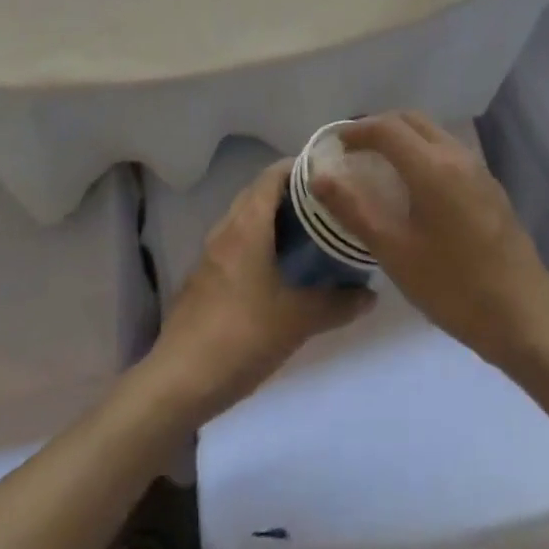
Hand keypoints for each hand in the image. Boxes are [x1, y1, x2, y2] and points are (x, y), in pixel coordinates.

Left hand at [149, 160, 373, 423]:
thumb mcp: (298, 321)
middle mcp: (226, 230)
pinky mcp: (204, 278)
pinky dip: (259, 241)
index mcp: (247, 226)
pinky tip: (279, 268)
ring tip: (310, 232)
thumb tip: (370, 294)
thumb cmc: (241, 336)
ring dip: (274, 218)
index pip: (272, 175)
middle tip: (327, 203)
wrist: (178, 381)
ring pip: (246, 219)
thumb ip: (337, 304)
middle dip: (291, 192)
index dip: (300, 167)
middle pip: (259, 193)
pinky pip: (236, 243)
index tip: (331, 172)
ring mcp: (211, 255)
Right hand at [312, 111, 548, 371]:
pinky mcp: (490, 188)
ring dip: (403, 138)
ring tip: (379, 167)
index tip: (335, 146)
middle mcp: (457, 156)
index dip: (356, 131)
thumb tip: (320, 175)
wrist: (525, 317)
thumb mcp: (395, 252)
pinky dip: (423, 153)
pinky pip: (449, 153)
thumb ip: (354, 209)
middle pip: (412, 121)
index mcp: (432, 166)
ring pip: (433, 134)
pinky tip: (415, 189)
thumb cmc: (453, 286)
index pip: (386, 127)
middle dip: (379, 127)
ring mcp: (479, 170)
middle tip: (354, 152)